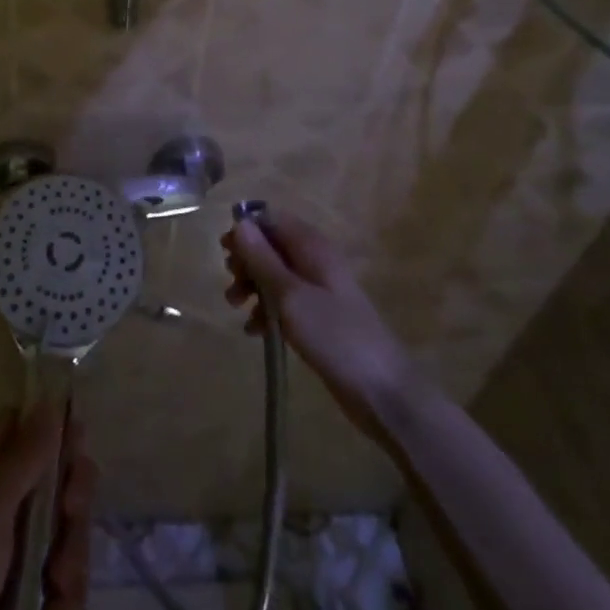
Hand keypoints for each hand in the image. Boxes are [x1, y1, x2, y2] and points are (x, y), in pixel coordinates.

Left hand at [0, 405, 95, 609]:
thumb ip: (24, 457)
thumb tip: (49, 400)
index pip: (21, 426)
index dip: (52, 428)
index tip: (79, 441)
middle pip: (53, 476)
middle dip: (73, 497)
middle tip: (73, 513)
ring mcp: (13, 551)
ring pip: (64, 528)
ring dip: (72, 553)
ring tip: (60, 583)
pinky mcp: (26, 596)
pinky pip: (63, 576)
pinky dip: (66, 593)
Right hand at [222, 212, 419, 443]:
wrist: (383, 390)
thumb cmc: (335, 335)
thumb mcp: (290, 296)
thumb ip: (263, 259)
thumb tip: (240, 223)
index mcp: (312, 246)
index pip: (272, 219)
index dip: (247, 230)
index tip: (226, 252)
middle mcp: (315, 260)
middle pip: (271, 246)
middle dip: (247, 261)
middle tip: (232, 283)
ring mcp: (318, 289)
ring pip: (275, 274)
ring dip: (252, 286)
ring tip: (235, 307)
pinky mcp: (319, 316)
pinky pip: (285, 301)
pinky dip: (266, 310)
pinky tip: (254, 331)